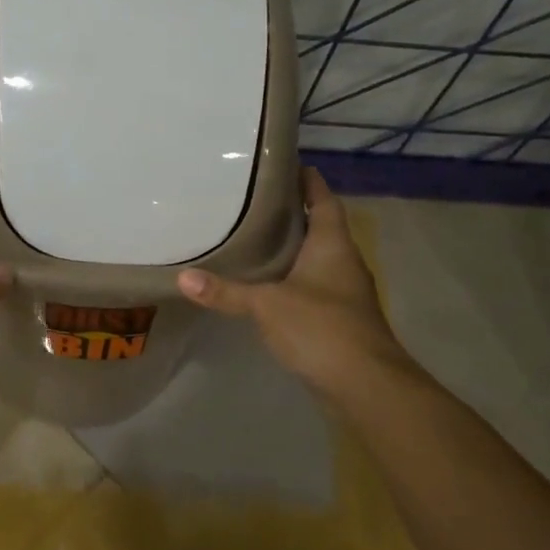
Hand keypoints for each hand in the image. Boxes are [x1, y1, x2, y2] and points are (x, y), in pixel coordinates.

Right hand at [177, 168, 412, 396]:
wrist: (366, 384)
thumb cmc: (321, 327)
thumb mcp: (267, 305)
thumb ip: (227, 292)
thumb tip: (183, 277)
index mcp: (333, 245)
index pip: (324, 201)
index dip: (310, 182)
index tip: (290, 166)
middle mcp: (344, 263)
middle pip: (321, 229)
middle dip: (294, 216)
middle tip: (256, 204)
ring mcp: (345, 294)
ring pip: (317, 261)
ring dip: (294, 251)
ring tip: (256, 242)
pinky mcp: (340, 321)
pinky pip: (314, 289)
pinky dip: (293, 282)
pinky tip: (269, 289)